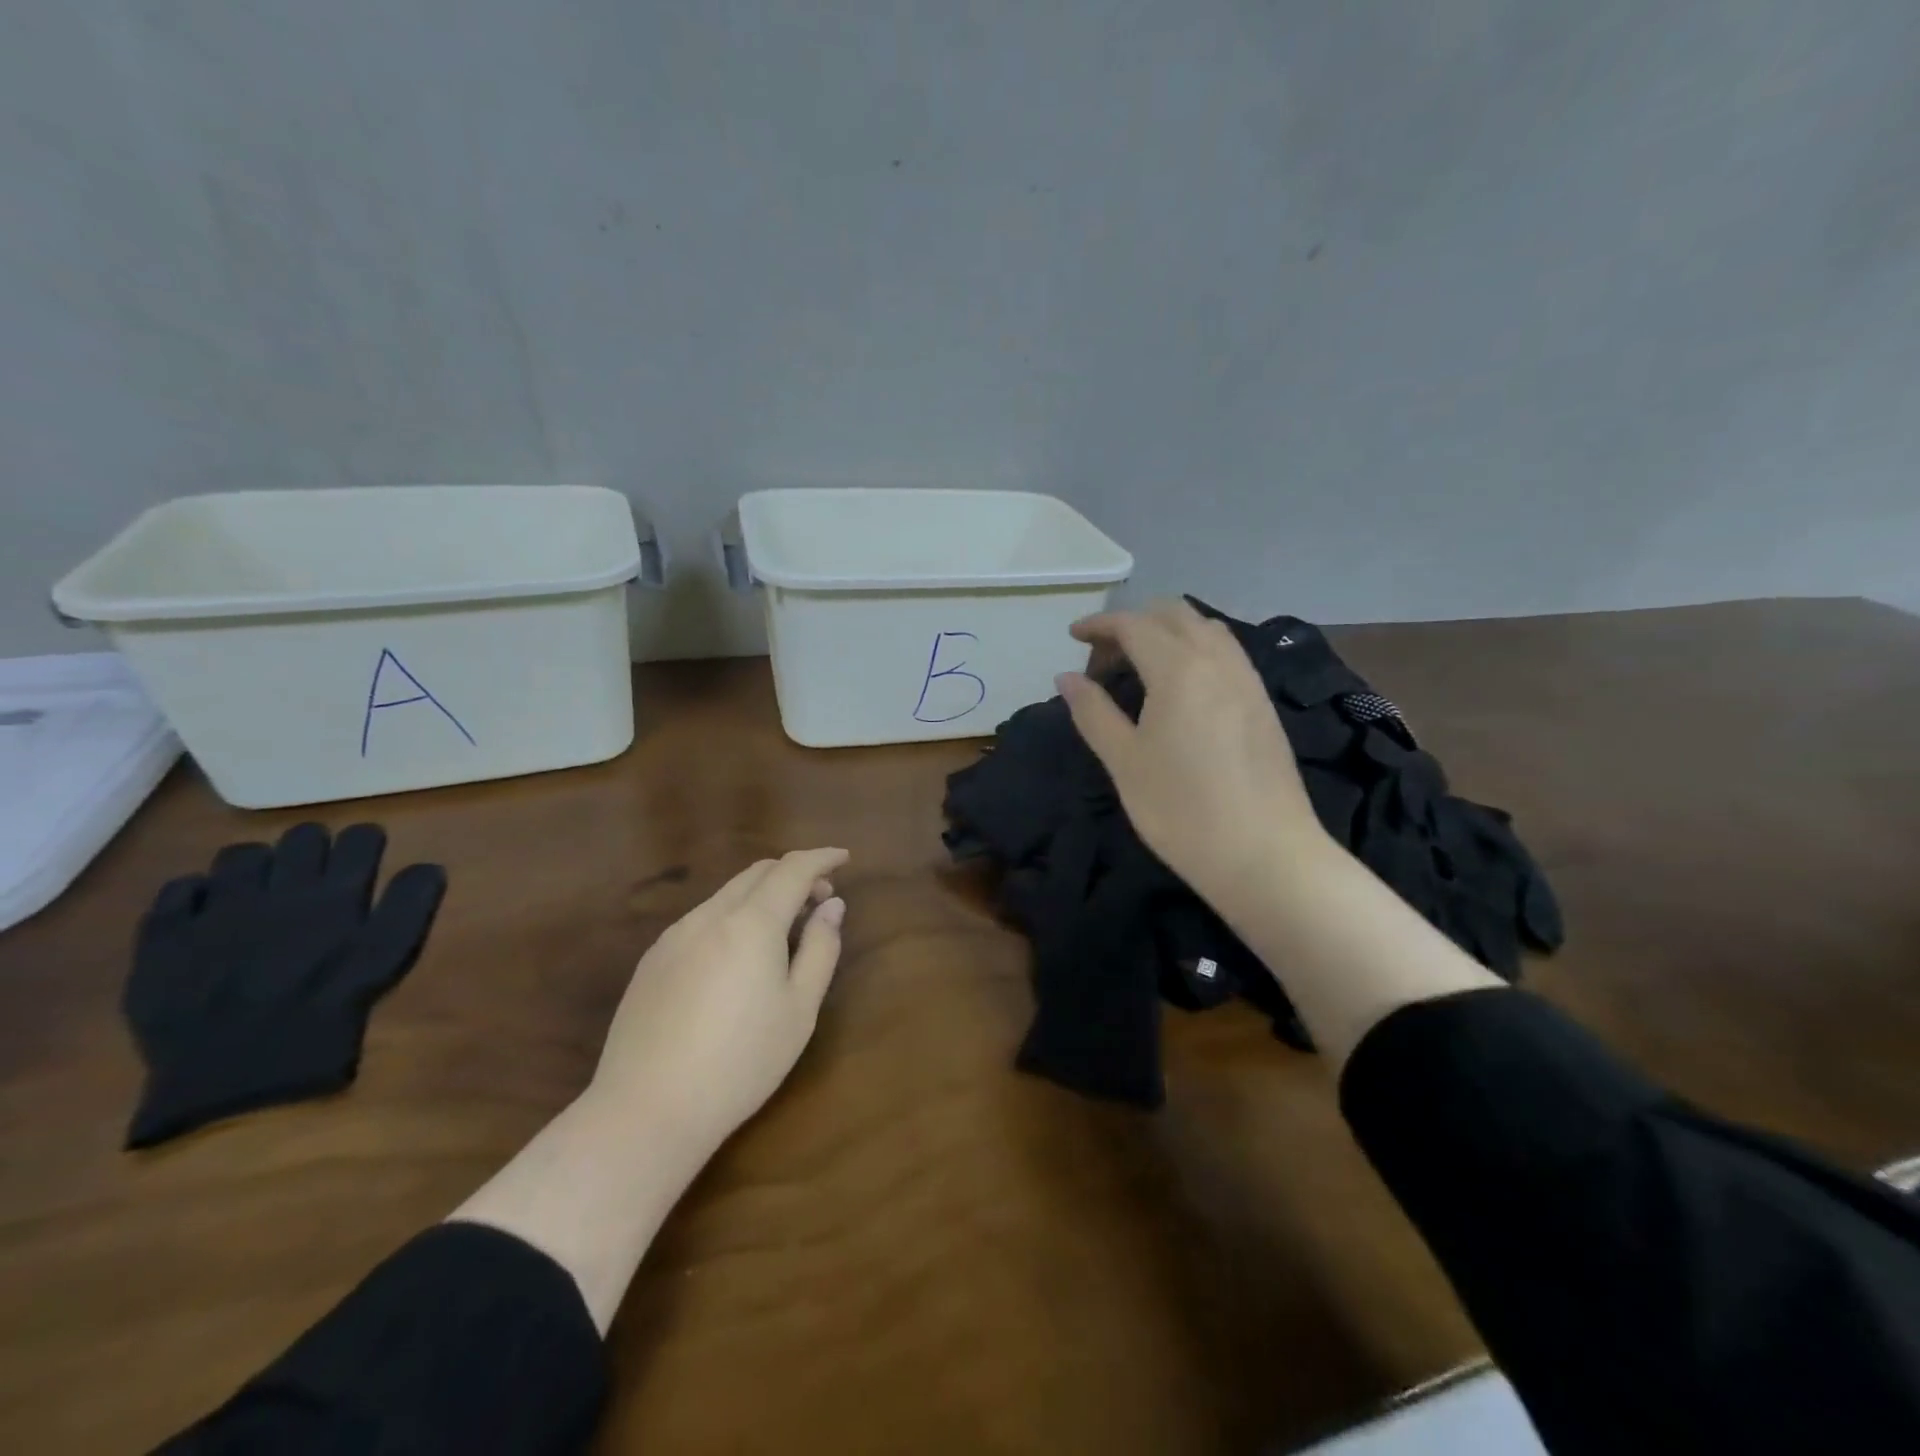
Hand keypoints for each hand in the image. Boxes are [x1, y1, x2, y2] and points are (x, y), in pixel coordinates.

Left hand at [587, 848, 848, 1156]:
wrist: (646, 1110)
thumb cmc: (741, 1062)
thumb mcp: (800, 1009)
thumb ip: (821, 948)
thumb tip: (832, 907)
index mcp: (751, 923)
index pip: (793, 869)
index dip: (822, 858)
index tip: (843, 858)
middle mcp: (709, 916)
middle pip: (757, 873)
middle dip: (794, 874)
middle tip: (820, 900)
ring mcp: (674, 936)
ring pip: (727, 894)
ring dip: (763, 896)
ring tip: (783, 931)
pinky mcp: (652, 960)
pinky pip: (702, 919)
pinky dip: (733, 917)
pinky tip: (738, 957)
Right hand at [1057, 601, 1332, 905]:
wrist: (1265, 855)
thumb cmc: (1182, 810)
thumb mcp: (1125, 762)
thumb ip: (1093, 712)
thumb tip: (1066, 677)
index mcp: (1179, 668)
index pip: (1134, 625)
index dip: (1100, 624)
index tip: (1072, 636)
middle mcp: (1218, 660)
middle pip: (1174, 614)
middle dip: (1134, 623)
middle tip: (1104, 658)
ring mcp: (1248, 680)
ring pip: (1206, 629)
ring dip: (1168, 633)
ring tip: (1140, 669)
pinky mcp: (1263, 704)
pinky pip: (1226, 653)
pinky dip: (1195, 650)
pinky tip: (1182, 689)